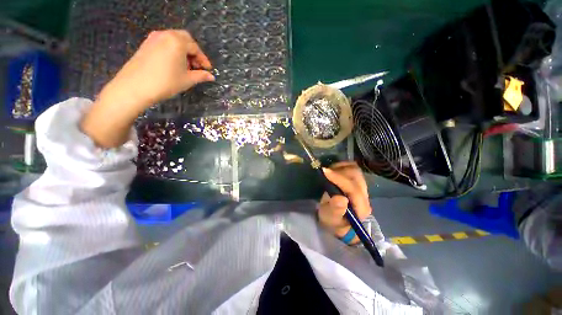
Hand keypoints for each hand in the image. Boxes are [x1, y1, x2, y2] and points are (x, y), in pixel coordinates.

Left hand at [81, 29, 213, 147]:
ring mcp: (154, 38)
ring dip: (183, 51)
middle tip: (197, 66)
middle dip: (193, 52)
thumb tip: (211, 76)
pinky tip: (174, 64)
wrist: (135, 86)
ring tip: (186, 67)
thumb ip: (201, 76)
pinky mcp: (146, 44)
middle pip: (185, 39)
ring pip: (174, 40)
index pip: (195, 47)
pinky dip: (173, 50)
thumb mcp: (187, 80)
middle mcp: (166, 35)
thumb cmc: (166, 82)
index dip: (203, 59)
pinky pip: (164, 43)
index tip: (208, 70)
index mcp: (177, 41)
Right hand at [318, 162, 371, 244]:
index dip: (339, 178)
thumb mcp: (329, 218)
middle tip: (326, 172)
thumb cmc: (332, 221)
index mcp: (360, 208)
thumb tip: (341, 198)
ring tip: (329, 171)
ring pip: (355, 170)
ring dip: (341, 167)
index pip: (353, 189)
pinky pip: (353, 168)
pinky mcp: (358, 183)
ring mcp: (363, 189)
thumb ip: (335, 210)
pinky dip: (343, 166)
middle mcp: (365, 196)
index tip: (325, 171)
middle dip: (339, 171)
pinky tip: (334, 170)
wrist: (339, 222)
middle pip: (356, 176)